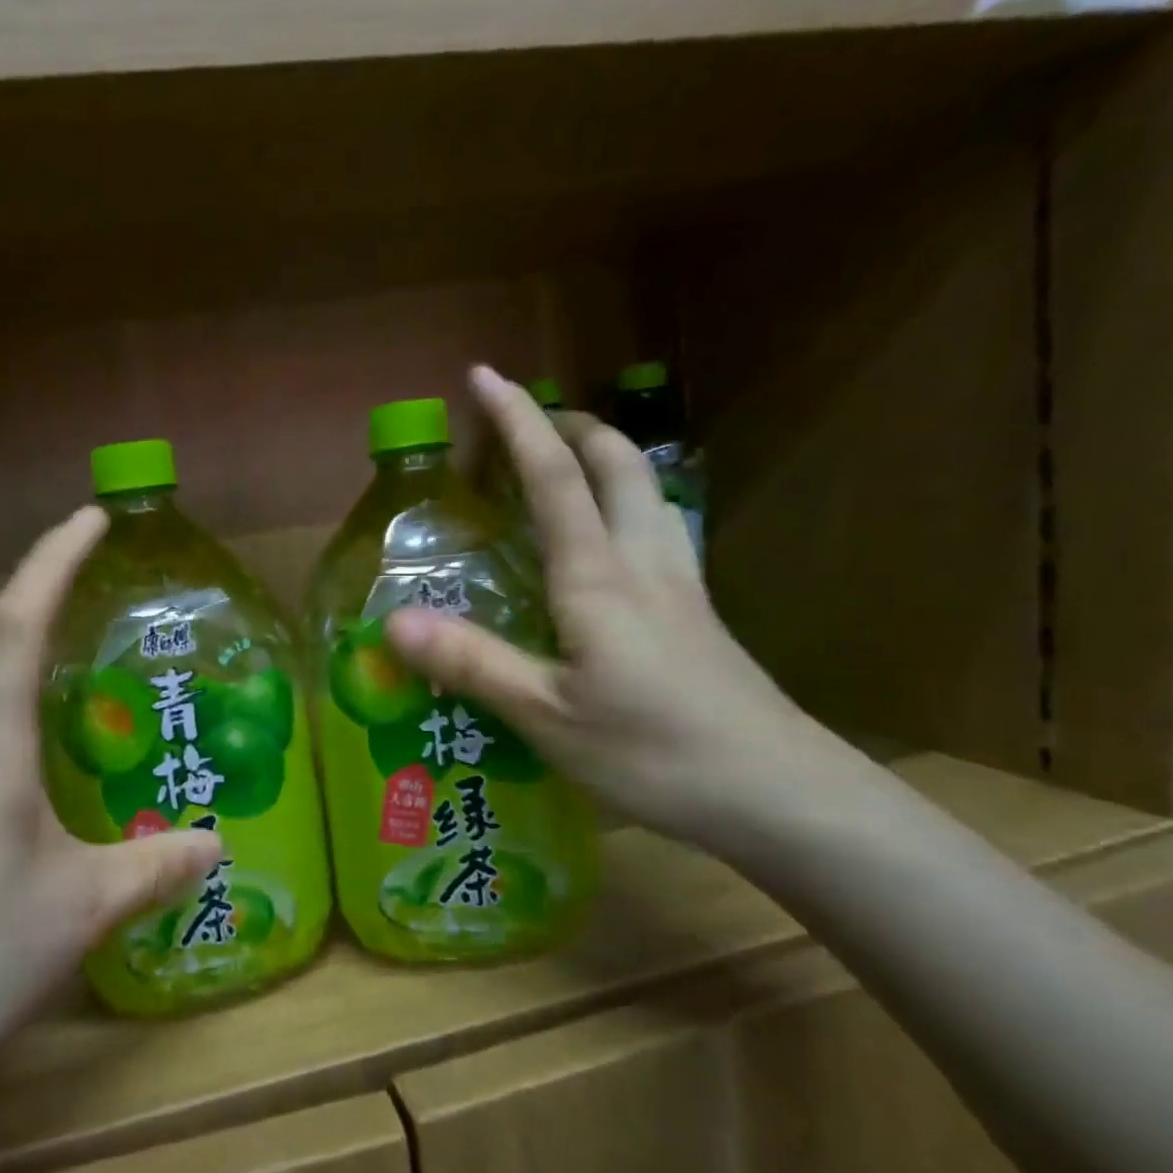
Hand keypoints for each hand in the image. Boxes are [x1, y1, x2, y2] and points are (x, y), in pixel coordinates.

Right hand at [387, 367, 850, 857]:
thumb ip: (471, 663)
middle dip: (571, 425)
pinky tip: (606, 538)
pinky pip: (656, 527)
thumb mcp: (546, 715)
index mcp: (598, 576)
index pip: (554, 476)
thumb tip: (393, 622)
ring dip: (604, 457)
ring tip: (562, 463)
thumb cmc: (654, 752)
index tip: (484, 376)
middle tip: (525, 422)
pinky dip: (623, 502)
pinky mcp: (696, 613)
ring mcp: (679, 584)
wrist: (779, 795)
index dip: (518, 421)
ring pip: (647, 490)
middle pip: (617, 463)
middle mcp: (642, 562)